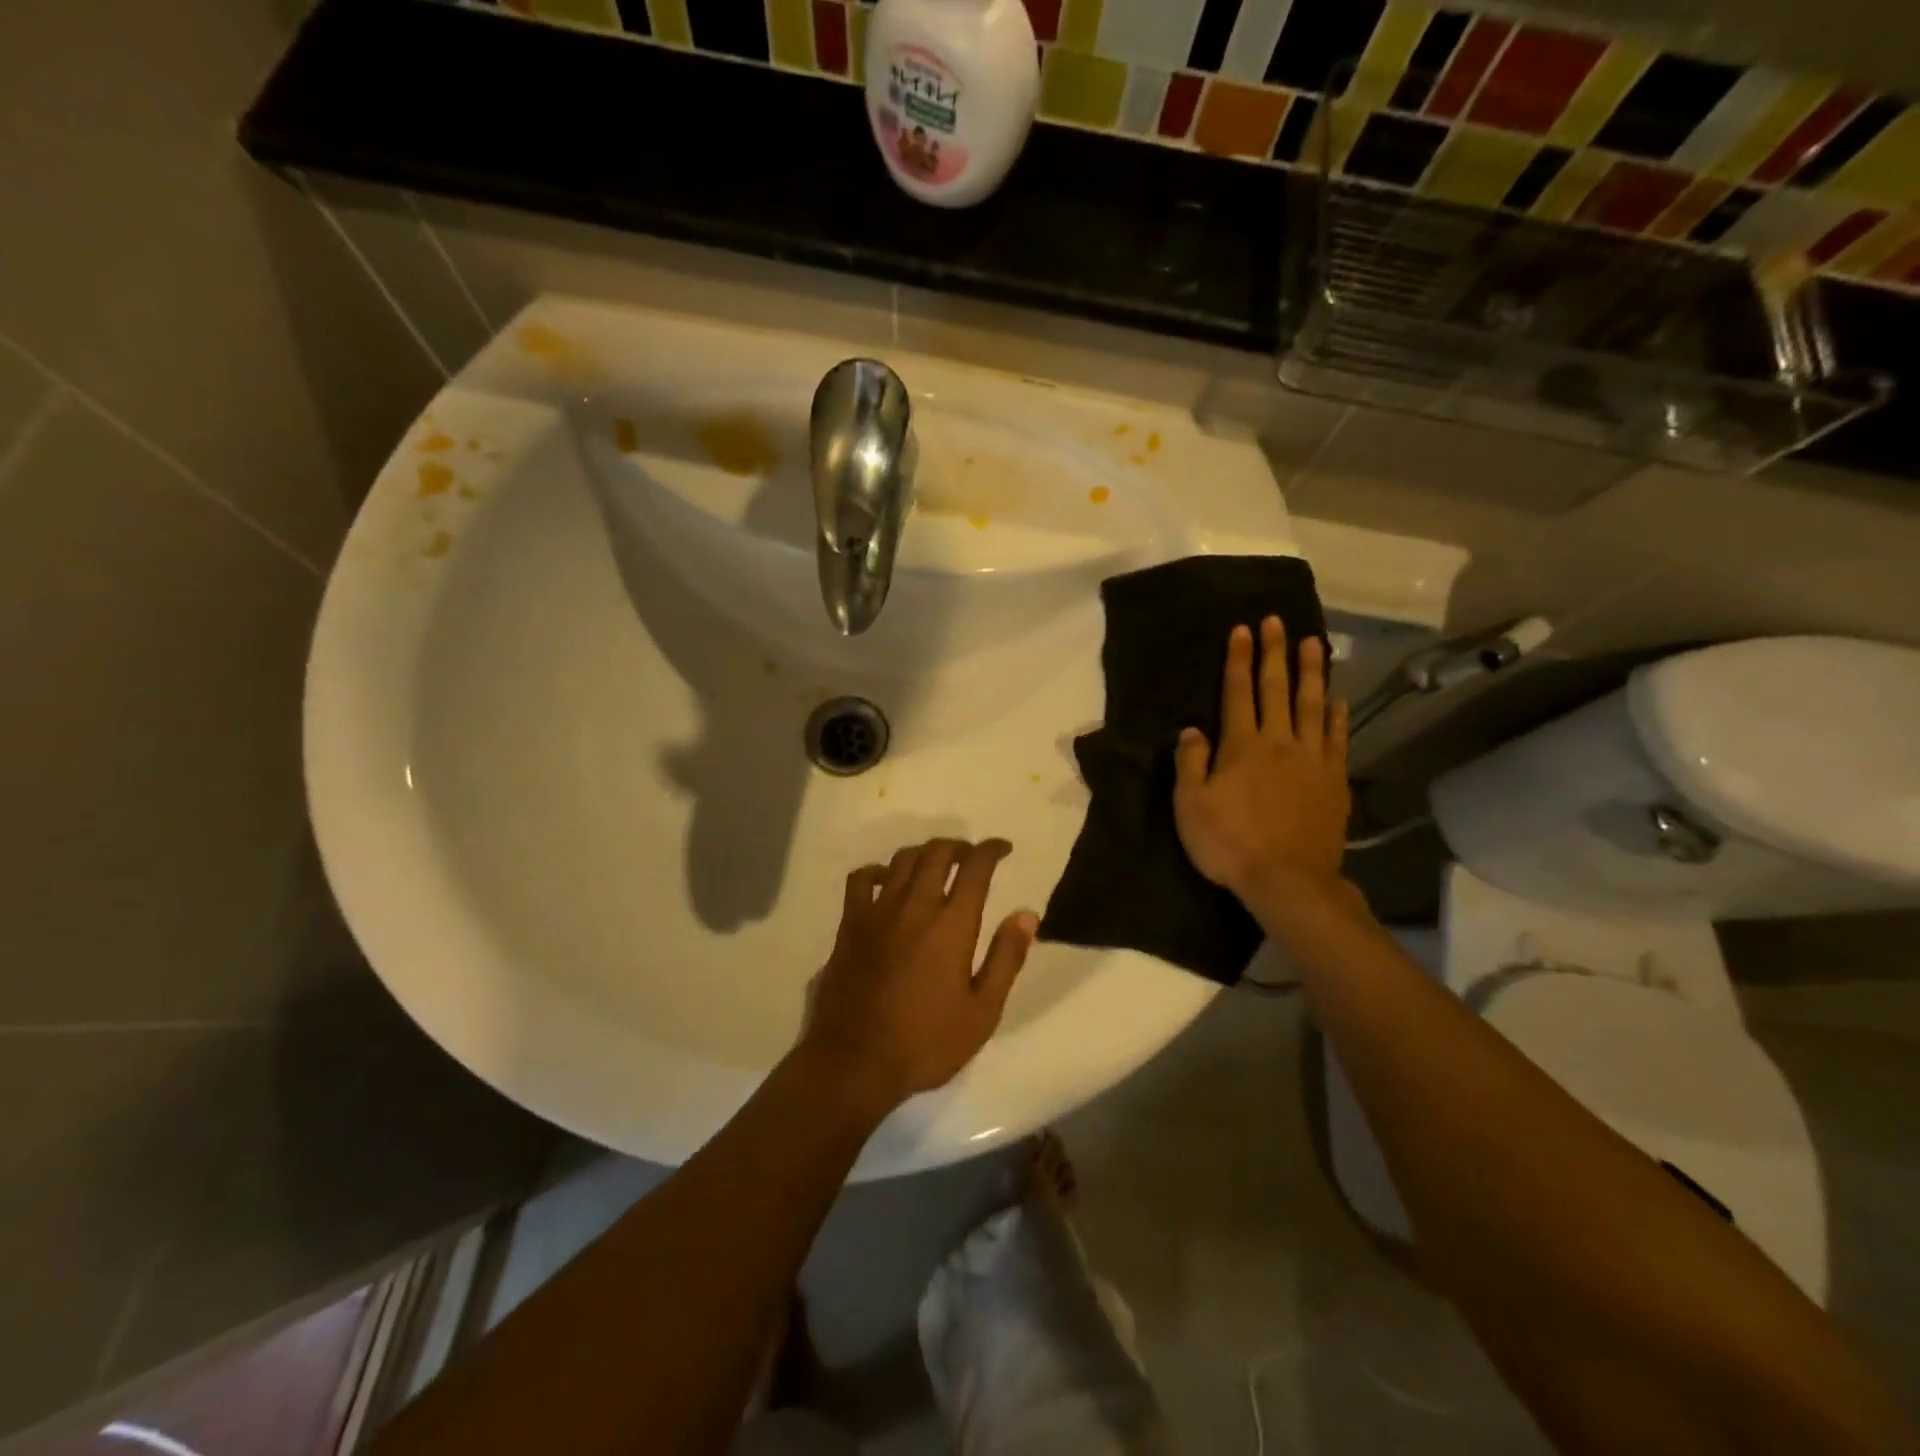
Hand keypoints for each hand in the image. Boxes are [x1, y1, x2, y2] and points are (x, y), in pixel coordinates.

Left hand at [802, 839, 1037, 1111]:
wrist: (854, 1062)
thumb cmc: (925, 1043)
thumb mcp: (982, 1012)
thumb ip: (1006, 958)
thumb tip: (1026, 914)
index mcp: (951, 924)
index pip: (975, 867)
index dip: (991, 850)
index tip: (1003, 849)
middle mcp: (915, 906)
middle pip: (937, 853)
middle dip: (959, 846)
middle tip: (971, 857)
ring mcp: (877, 912)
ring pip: (901, 860)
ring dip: (924, 854)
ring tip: (936, 865)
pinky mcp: (849, 925)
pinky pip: (860, 880)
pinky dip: (877, 871)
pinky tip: (885, 881)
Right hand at [1174, 619, 1350, 907]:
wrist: (1288, 880)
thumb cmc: (1230, 843)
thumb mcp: (1191, 806)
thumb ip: (1191, 763)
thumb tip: (1192, 730)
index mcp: (1242, 746)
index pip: (1238, 693)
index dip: (1239, 660)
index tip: (1242, 629)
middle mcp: (1279, 743)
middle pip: (1277, 690)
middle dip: (1274, 653)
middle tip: (1277, 621)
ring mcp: (1311, 760)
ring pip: (1311, 706)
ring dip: (1312, 673)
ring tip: (1313, 643)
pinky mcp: (1333, 781)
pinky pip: (1335, 739)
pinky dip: (1336, 716)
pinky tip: (1337, 700)